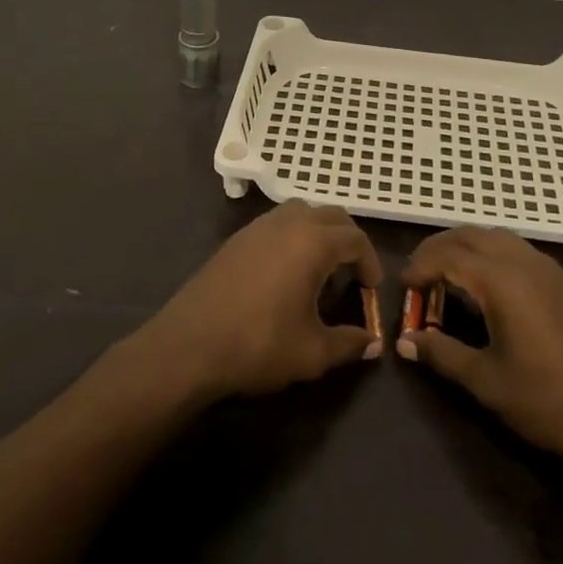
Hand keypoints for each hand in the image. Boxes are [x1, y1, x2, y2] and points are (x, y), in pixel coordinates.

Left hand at [137, 201, 382, 400]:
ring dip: (319, 231)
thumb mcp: (312, 352)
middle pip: (331, 215)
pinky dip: (293, 235)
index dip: (369, 261)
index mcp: (312, 243)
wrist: (189, 345)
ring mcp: (257, 227)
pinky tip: (286, 270)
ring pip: (301, 211)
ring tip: (321, 267)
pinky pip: (276, 223)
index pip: (355, 238)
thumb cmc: (258, 344)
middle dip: (348, 239)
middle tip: (353, 272)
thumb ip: (348, 344)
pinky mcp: (236, 239)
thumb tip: (373, 344)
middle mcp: (287, 223)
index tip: (371, 290)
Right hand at [400, 227, 562, 471]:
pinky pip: (515, 248)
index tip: (403, 286)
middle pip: (471, 235)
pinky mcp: (561, 281)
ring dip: (465, 246)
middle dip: (439, 248)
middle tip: (418, 275)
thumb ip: (442, 354)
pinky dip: (489, 252)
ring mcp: (547, 268)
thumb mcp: (486, 381)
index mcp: (502, 281)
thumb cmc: (547, 400)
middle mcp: (523, 262)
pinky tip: (485, 284)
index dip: (421, 266)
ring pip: (495, 236)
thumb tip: (404, 342)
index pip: (449, 255)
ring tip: (446, 275)